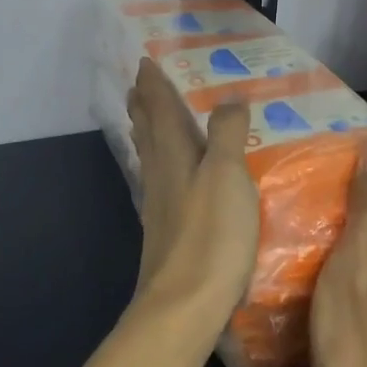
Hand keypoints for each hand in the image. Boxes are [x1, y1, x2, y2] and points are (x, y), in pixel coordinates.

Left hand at [126, 58, 258, 329]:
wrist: (184, 306)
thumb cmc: (210, 235)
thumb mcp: (227, 176)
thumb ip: (226, 134)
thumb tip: (229, 97)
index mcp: (173, 154)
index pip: (159, 108)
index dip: (153, 84)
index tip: (144, 61)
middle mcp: (160, 173)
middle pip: (147, 129)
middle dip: (143, 104)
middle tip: (137, 84)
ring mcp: (159, 204)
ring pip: (150, 155)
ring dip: (146, 130)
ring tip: (144, 118)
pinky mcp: (166, 230)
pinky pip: (159, 180)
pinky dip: (159, 163)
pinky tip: (166, 175)